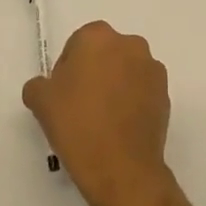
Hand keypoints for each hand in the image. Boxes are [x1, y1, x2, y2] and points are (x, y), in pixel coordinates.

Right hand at [23, 21, 172, 205]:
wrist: (121, 168)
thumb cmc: (77, 125)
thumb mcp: (41, 102)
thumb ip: (38, 85)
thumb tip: (47, 87)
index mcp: (98, 36)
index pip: (77, 44)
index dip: (67, 69)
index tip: (62, 95)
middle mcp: (130, 44)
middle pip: (104, 54)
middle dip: (93, 73)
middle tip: (79, 106)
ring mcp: (152, 69)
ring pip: (125, 72)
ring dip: (114, 86)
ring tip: (101, 120)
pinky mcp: (167, 94)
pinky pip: (142, 91)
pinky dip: (131, 102)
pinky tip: (119, 128)